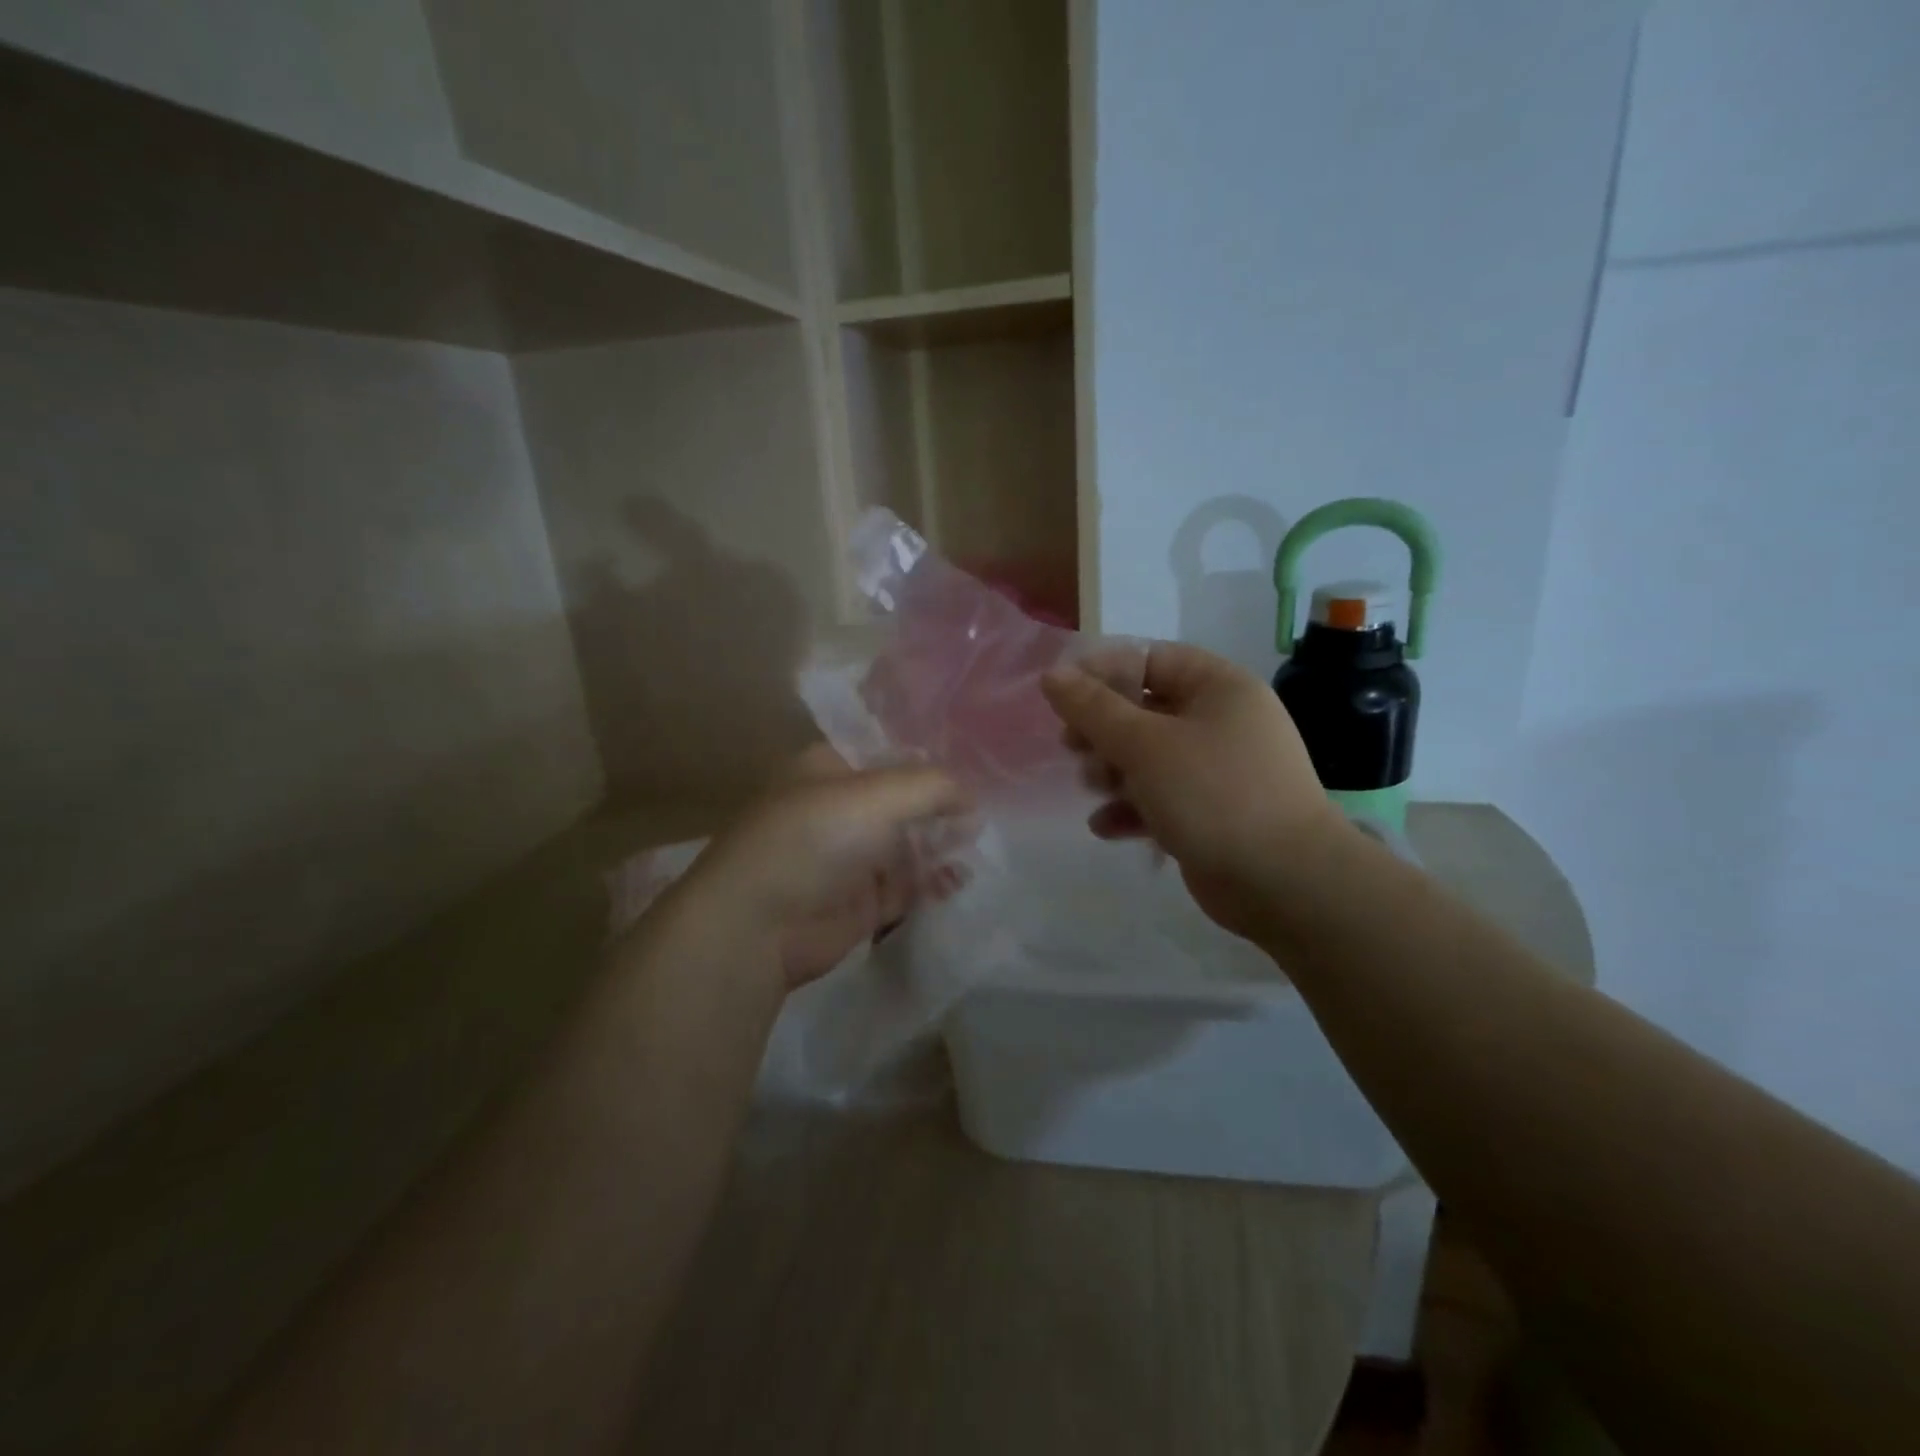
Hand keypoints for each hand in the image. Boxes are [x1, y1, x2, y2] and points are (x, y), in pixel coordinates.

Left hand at [678, 747, 972, 989]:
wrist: (759, 925)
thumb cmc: (815, 839)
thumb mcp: (878, 795)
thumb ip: (933, 787)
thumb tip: (972, 797)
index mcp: (830, 769)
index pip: (888, 753)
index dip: (929, 759)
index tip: (975, 764)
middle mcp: (840, 808)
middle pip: (902, 800)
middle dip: (941, 805)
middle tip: (984, 809)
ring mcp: (850, 857)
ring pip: (908, 844)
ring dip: (940, 843)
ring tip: (977, 842)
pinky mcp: (861, 901)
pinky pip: (906, 885)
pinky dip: (932, 882)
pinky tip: (958, 879)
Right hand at [1040, 642, 1343, 942]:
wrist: (1284, 882)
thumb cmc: (1213, 794)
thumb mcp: (1145, 745)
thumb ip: (1093, 708)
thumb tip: (1051, 674)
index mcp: (1218, 687)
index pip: (1149, 659)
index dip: (1102, 673)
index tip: (1062, 698)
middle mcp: (1221, 721)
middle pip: (1144, 709)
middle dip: (1103, 731)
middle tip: (1073, 748)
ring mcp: (1219, 769)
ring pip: (1149, 756)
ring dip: (1113, 771)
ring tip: (1094, 789)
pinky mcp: (1211, 812)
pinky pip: (1162, 797)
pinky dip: (1133, 808)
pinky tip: (1106, 827)